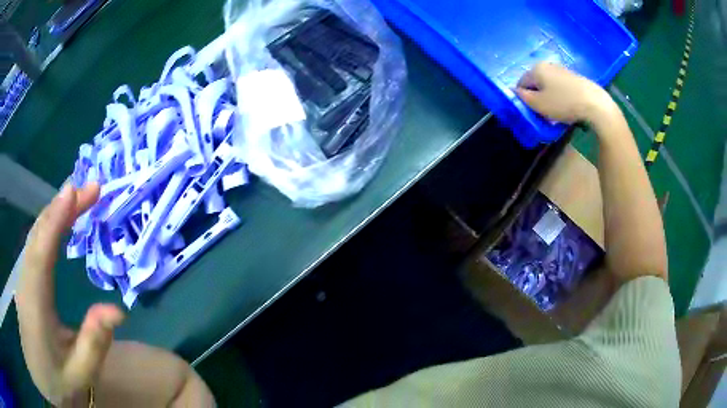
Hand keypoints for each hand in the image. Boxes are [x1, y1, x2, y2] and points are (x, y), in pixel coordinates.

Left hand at [16, 183, 124, 405]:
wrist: (39, 377)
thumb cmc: (54, 380)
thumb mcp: (79, 373)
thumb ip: (95, 342)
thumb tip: (118, 310)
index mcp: (36, 301)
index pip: (44, 249)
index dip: (58, 217)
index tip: (77, 189)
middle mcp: (26, 279)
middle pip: (40, 232)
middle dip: (63, 205)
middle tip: (91, 188)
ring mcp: (23, 277)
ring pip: (36, 234)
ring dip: (56, 210)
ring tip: (78, 196)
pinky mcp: (25, 279)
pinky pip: (35, 243)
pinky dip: (48, 224)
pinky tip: (58, 220)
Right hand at [515, 63, 616, 124]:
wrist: (594, 103)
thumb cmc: (563, 103)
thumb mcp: (538, 105)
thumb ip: (523, 98)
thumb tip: (516, 92)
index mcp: (536, 69)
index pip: (521, 83)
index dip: (524, 98)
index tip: (532, 111)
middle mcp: (547, 65)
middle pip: (536, 83)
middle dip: (537, 97)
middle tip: (544, 113)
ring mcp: (562, 70)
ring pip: (549, 85)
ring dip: (549, 97)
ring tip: (557, 112)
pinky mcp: (574, 77)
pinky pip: (561, 87)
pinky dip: (561, 96)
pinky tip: (568, 107)